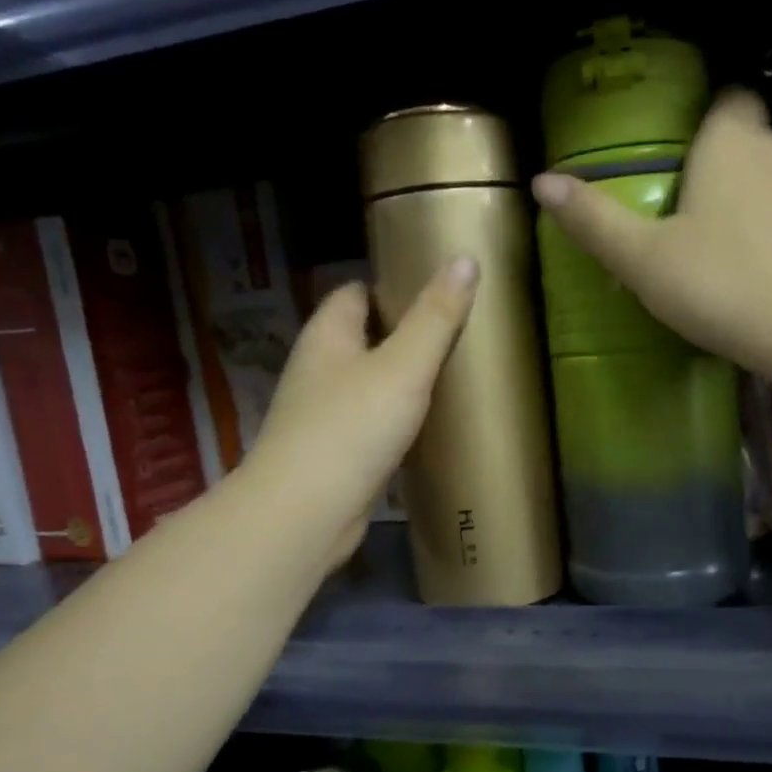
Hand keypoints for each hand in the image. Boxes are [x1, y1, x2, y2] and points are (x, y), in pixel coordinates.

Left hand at [246, 259, 476, 566]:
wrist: (307, 512)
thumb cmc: (352, 427)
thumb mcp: (403, 366)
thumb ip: (436, 317)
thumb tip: (465, 260)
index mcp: (327, 336)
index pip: (354, 293)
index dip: (389, 287)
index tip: (435, 292)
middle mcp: (318, 370)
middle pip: (361, 339)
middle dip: (401, 335)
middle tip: (453, 336)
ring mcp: (322, 415)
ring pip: (366, 384)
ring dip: (398, 381)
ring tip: (448, 379)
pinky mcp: (333, 454)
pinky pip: (369, 424)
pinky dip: (394, 421)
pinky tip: (425, 428)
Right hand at [530, 89, 771, 377]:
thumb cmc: (722, 283)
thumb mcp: (643, 258)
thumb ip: (594, 220)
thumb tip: (541, 181)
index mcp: (730, 140)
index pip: (725, 96)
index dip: (701, 114)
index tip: (674, 147)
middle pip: (747, 136)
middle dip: (718, 158)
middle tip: (680, 200)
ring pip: (770, 178)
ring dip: (744, 198)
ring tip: (710, 240)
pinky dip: (768, 232)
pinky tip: (748, 270)